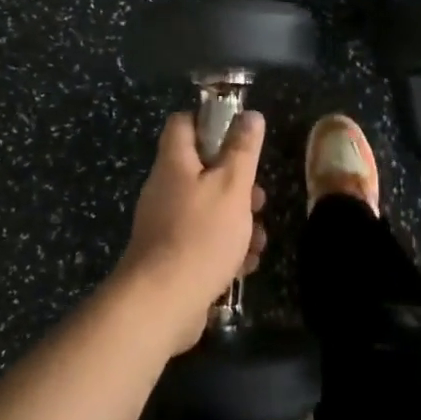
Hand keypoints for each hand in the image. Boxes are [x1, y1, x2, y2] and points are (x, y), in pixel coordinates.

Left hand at [116, 111, 267, 355]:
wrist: (161, 304)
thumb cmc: (200, 235)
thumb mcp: (232, 186)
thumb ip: (243, 149)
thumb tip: (250, 114)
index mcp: (174, 163)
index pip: (183, 124)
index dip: (210, 122)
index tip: (239, 136)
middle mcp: (165, 189)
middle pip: (202, 170)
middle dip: (236, 183)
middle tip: (258, 198)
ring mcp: (165, 225)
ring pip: (207, 208)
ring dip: (237, 220)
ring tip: (259, 238)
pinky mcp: (170, 257)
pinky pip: (202, 240)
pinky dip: (225, 248)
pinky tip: (246, 264)